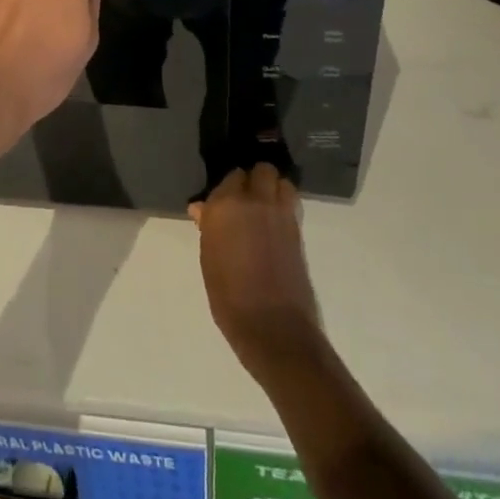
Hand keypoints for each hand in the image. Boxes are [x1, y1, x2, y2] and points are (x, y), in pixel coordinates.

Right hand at [189, 164, 325, 378]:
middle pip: (260, 171)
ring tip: (264, 204)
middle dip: (254, 179)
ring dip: (273, 187)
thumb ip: (209, 228)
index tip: (224, 199)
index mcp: (224, 206)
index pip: (230, 177)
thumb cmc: (229, 297)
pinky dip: (284, 203)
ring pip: (280, 181)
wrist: (273, 327)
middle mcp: (254, 201)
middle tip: (246, 197)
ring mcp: (280, 213)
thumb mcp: (209, 260)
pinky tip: (275, 221)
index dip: (228, 187)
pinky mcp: (298, 230)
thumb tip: (201, 209)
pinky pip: (291, 202)